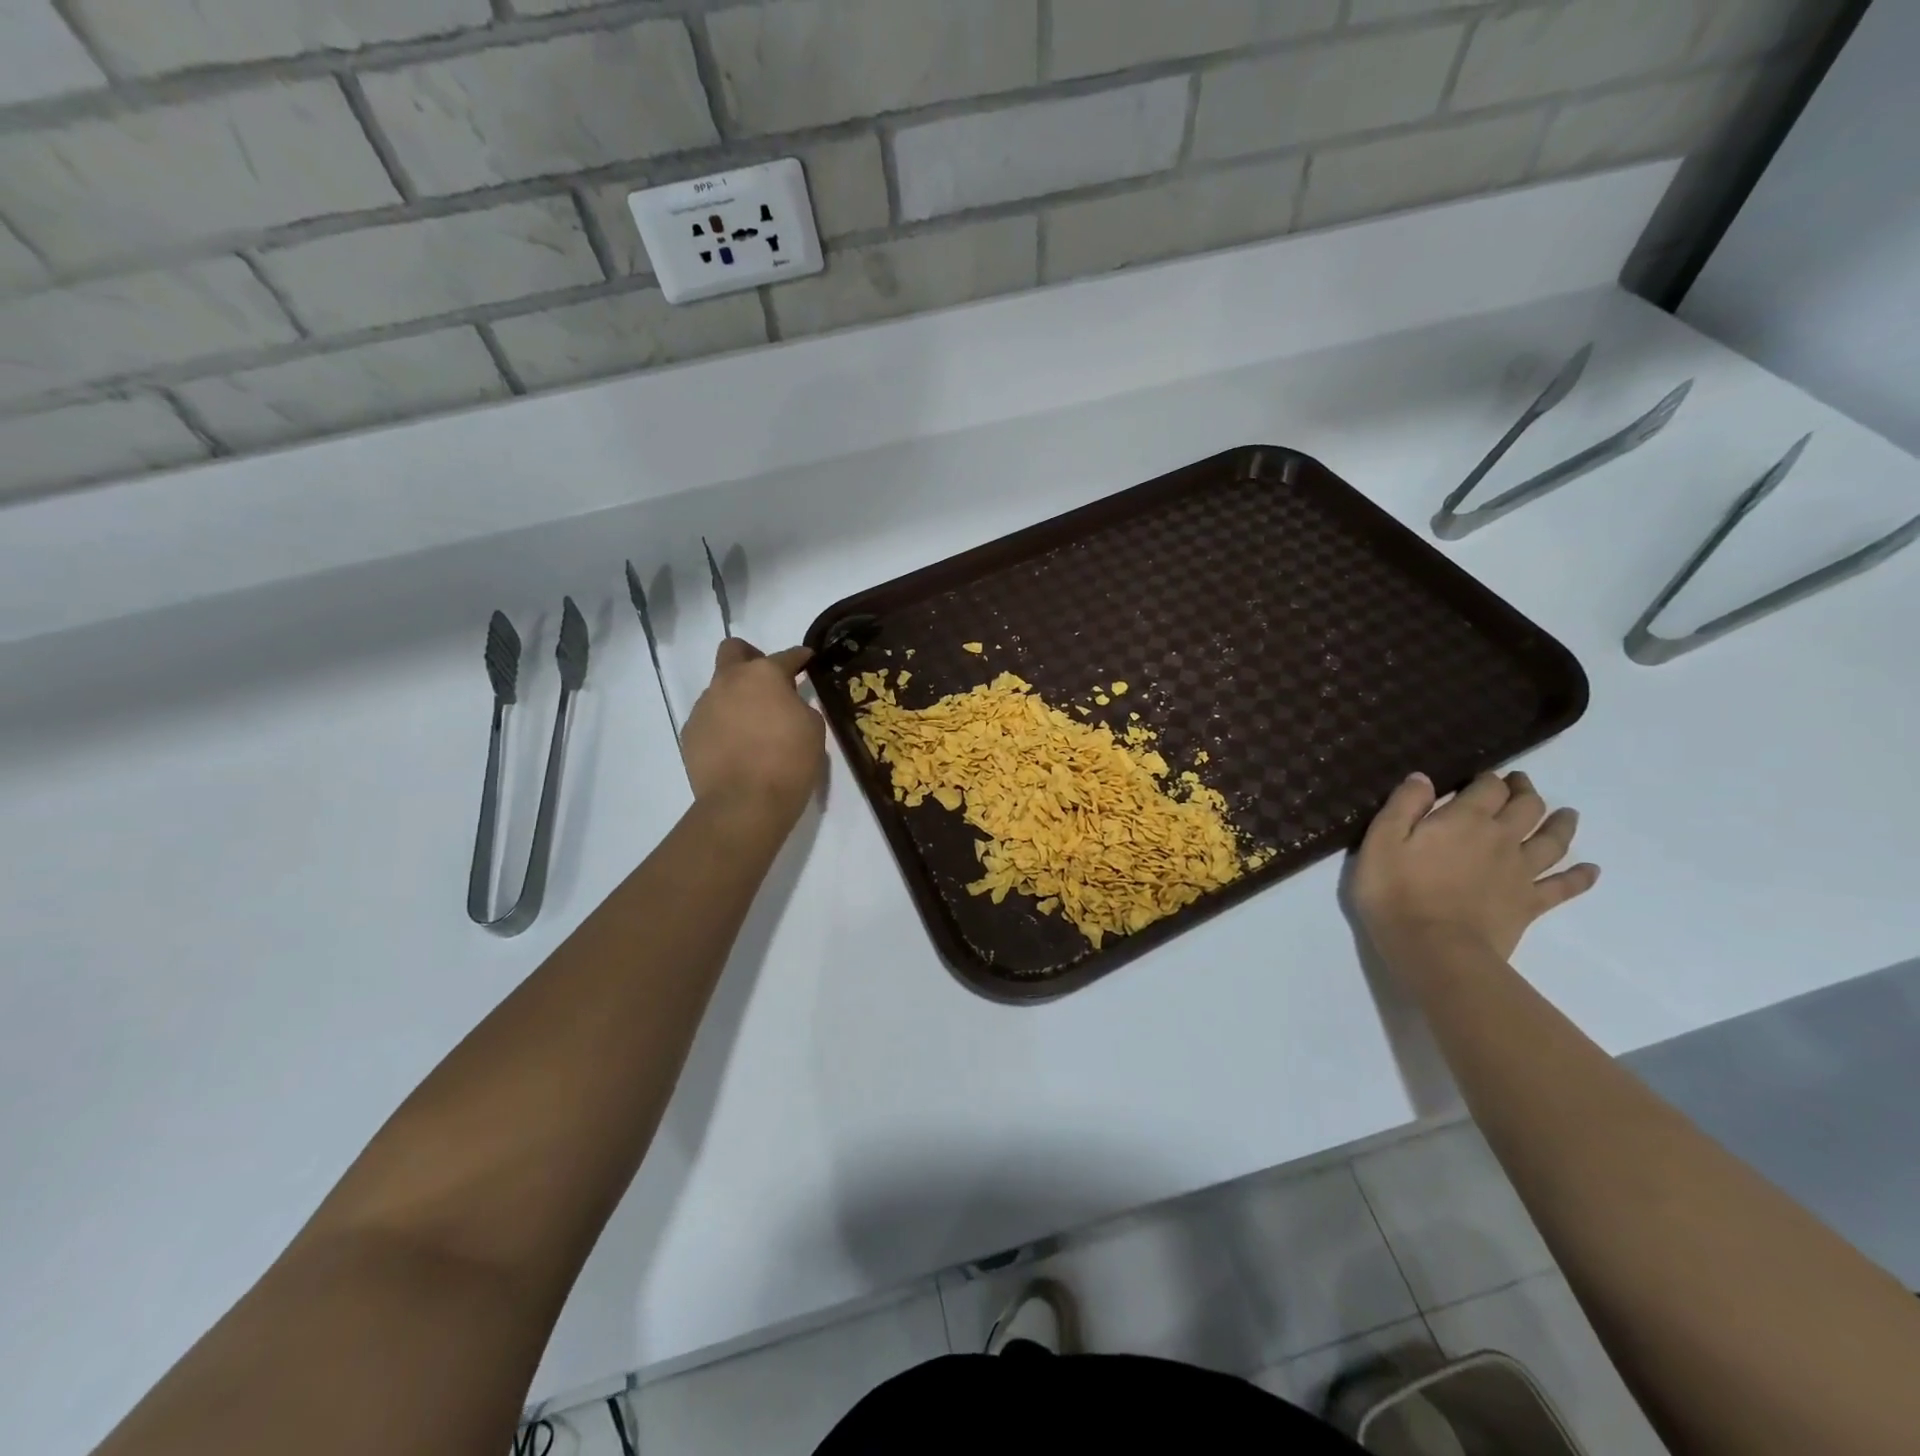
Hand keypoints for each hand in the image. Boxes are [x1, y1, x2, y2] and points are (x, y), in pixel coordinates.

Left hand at [682, 639, 825, 830]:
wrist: (744, 804)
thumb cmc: (789, 762)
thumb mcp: (813, 729)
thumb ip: (799, 706)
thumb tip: (786, 705)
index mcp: (764, 675)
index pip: (786, 655)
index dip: (799, 657)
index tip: (807, 660)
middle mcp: (729, 681)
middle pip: (733, 650)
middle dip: (750, 656)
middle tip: (767, 680)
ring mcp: (704, 706)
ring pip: (719, 688)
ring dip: (736, 698)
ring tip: (752, 727)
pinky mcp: (689, 733)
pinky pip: (709, 719)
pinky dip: (723, 725)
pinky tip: (736, 748)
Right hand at [1351, 770, 1598, 964]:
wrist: (1434, 947)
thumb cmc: (1396, 890)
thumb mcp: (1381, 840)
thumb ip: (1403, 804)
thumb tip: (1424, 777)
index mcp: (1465, 819)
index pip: (1488, 787)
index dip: (1488, 778)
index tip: (1482, 776)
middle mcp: (1501, 838)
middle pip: (1526, 807)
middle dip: (1525, 791)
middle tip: (1521, 784)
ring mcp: (1521, 872)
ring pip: (1552, 841)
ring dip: (1561, 824)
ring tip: (1567, 814)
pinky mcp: (1530, 904)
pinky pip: (1563, 887)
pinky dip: (1580, 877)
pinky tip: (1591, 870)